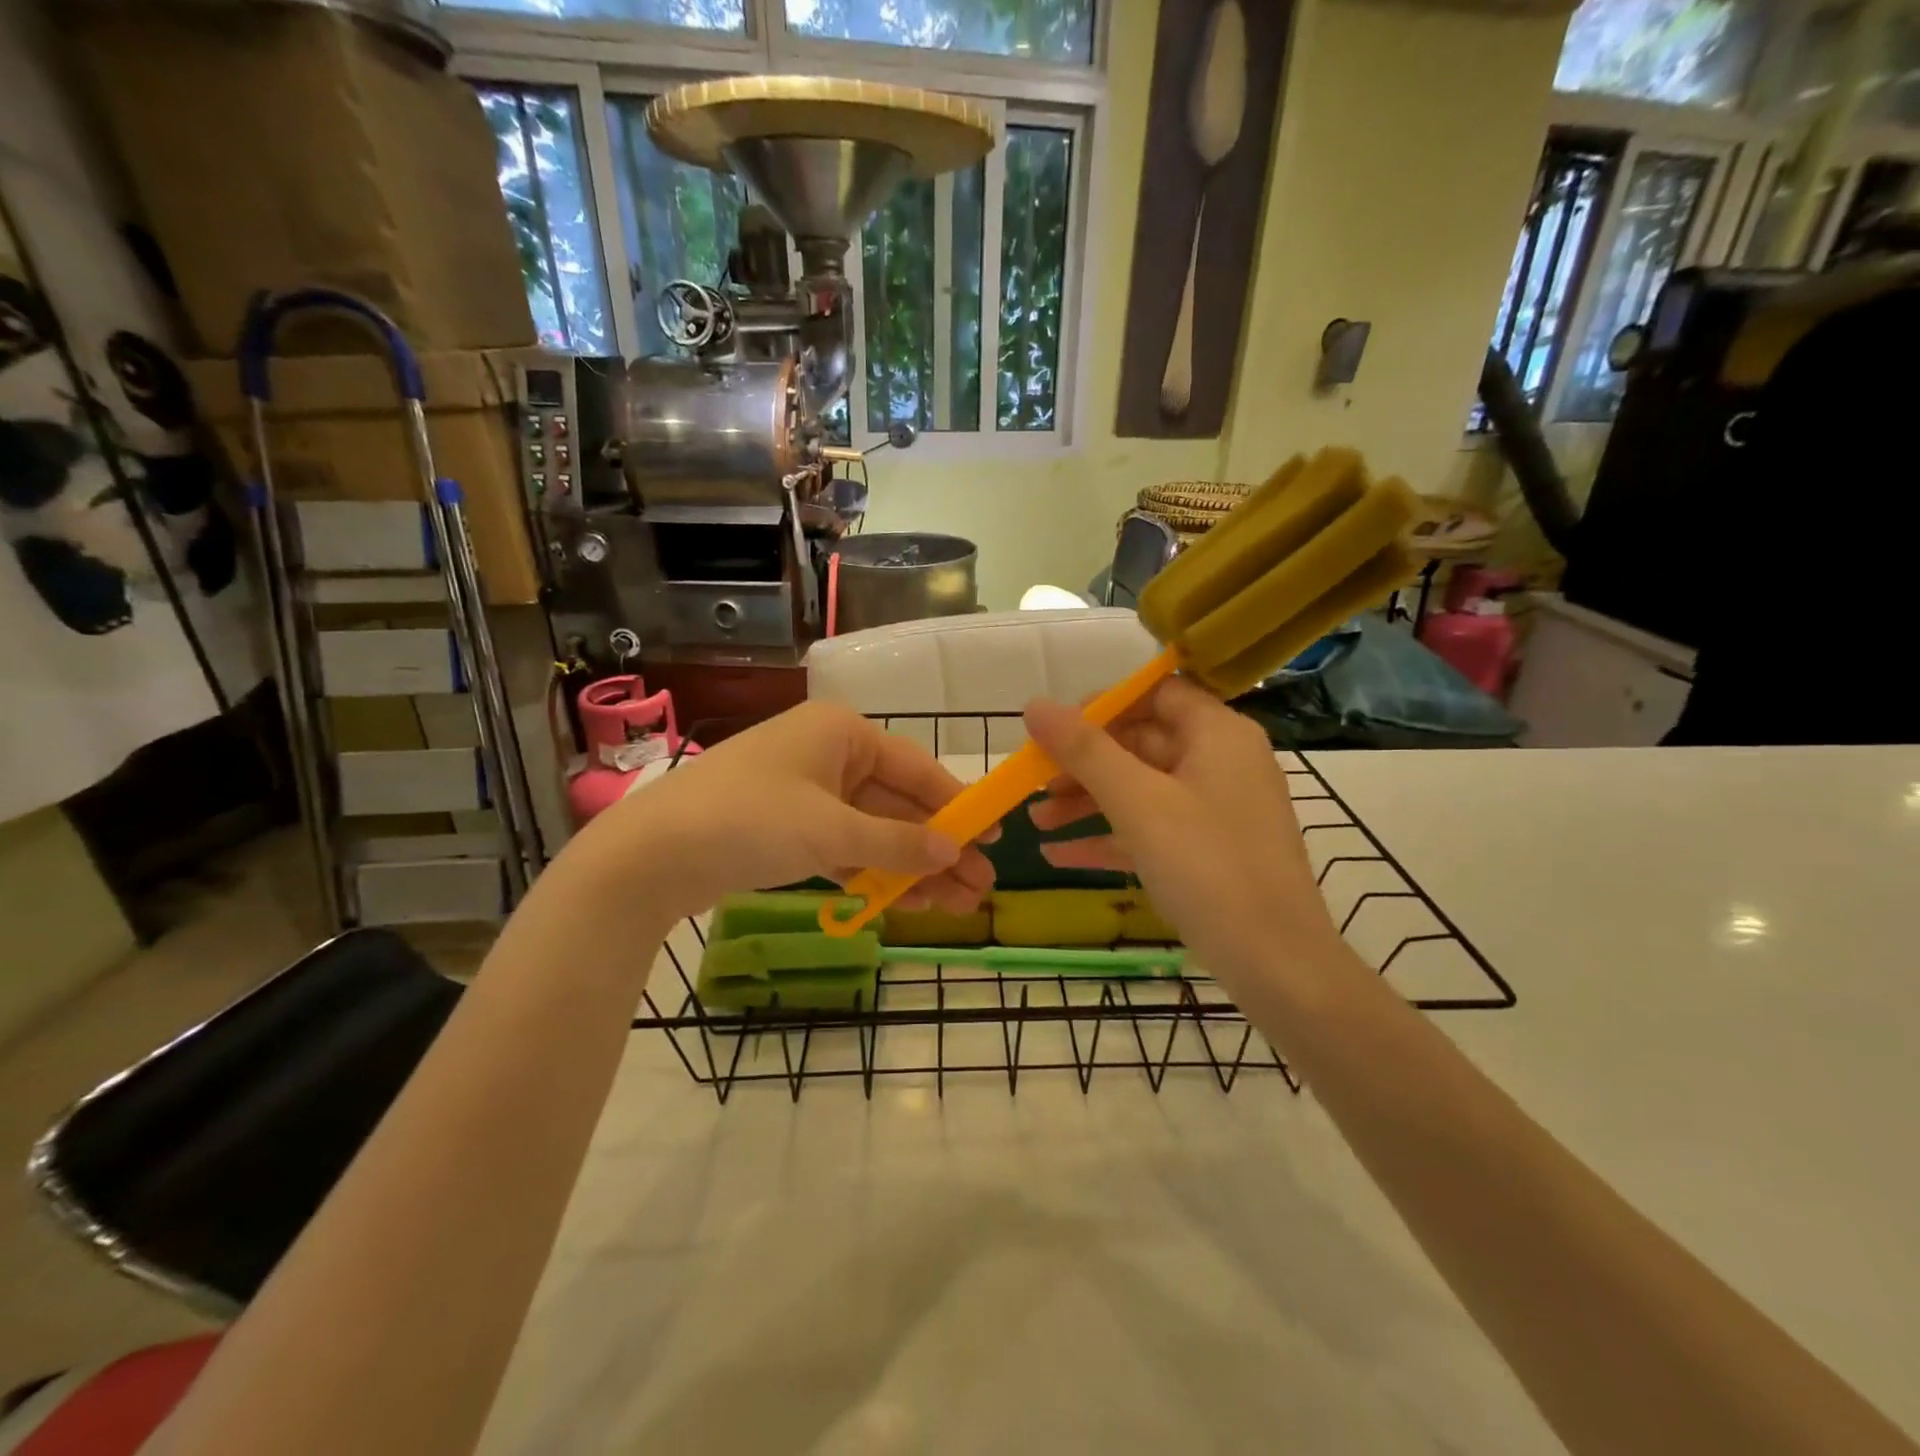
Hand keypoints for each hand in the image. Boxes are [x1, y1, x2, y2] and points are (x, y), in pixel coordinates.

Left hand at [585, 700, 995, 919]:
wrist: (650, 855)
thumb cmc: (750, 820)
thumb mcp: (831, 830)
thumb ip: (897, 841)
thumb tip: (955, 850)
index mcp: (842, 733)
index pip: (916, 769)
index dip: (957, 805)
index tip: (993, 837)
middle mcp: (828, 754)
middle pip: (898, 803)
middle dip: (937, 847)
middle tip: (979, 887)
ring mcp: (806, 793)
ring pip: (873, 830)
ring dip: (909, 866)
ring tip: (951, 906)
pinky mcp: (787, 829)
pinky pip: (844, 847)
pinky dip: (871, 872)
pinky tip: (903, 901)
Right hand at [1023, 678, 1342, 980]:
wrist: (1277, 965)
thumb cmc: (1208, 868)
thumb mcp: (1138, 803)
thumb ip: (1085, 750)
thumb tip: (1035, 705)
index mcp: (1217, 734)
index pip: (1155, 692)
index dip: (1102, 705)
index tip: (1054, 729)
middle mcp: (1221, 761)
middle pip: (1141, 742)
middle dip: (1082, 763)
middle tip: (1033, 783)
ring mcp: (1216, 809)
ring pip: (1140, 788)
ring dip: (1087, 802)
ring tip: (1035, 822)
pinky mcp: (1209, 850)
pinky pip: (1150, 828)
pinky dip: (1109, 836)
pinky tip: (1058, 855)